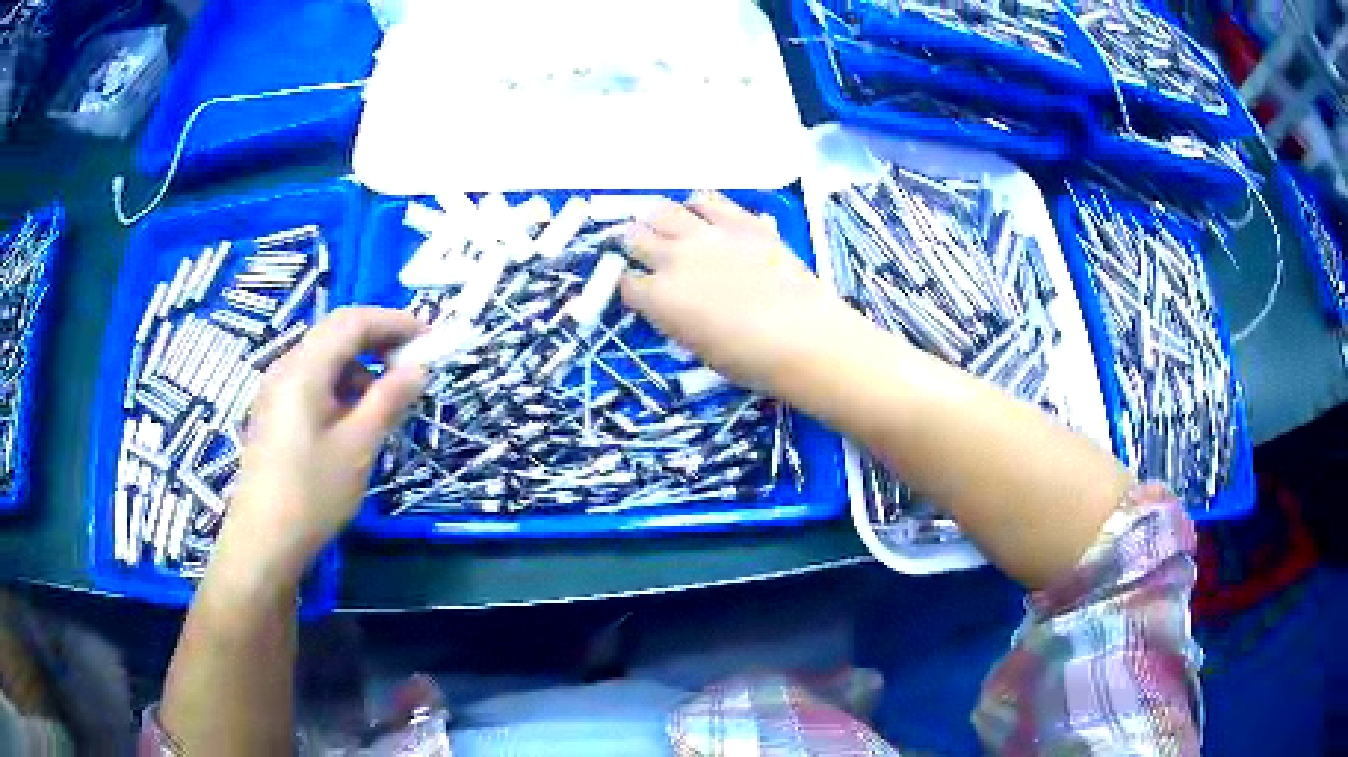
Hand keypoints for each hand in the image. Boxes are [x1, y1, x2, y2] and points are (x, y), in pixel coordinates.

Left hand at [220, 307, 427, 581]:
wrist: (263, 542)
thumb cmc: (312, 494)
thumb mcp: (358, 448)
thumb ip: (388, 401)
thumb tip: (418, 369)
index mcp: (304, 368)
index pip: (352, 321)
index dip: (393, 322)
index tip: (428, 340)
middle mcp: (286, 368)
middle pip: (336, 335)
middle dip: (378, 342)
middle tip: (414, 366)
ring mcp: (276, 391)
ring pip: (324, 360)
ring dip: (360, 368)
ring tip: (388, 400)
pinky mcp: (274, 414)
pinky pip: (312, 384)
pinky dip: (341, 388)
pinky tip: (355, 420)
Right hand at [621, 192, 863, 393]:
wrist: (804, 336)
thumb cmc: (749, 360)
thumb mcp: (697, 348)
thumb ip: (675, 318)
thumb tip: (671, 304)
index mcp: (659, 298)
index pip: (625, 282)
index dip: (629, 286)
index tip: (638, 289)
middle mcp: (674, 258)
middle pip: (635, 237)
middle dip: (633, 245)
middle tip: (642, 251)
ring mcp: (707, 234)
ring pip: (663, 209)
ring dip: (659, 220)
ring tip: (668, 227)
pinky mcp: (740, 221)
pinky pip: (708, 200)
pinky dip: (698, 206)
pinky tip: (703, 215)